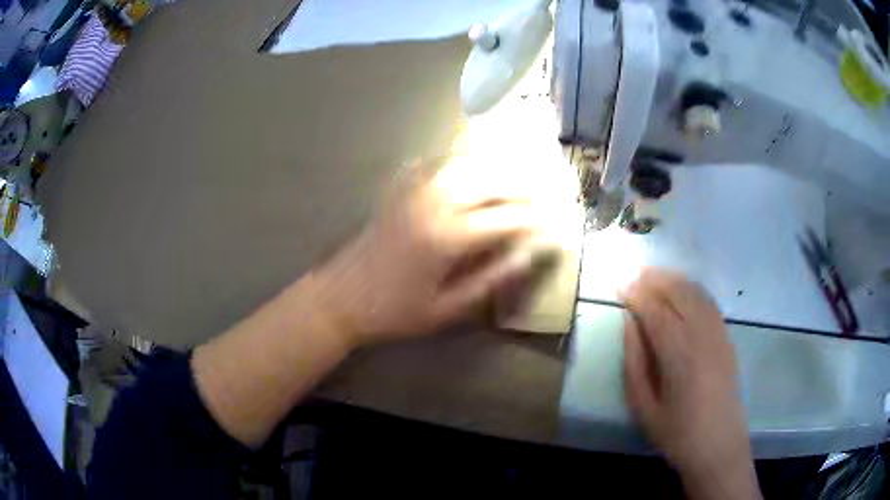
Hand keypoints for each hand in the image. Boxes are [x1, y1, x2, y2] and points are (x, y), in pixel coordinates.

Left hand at [311, 161, 553, 347]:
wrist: (340, 297)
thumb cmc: (393, 312)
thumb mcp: (445, 310)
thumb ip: (489, 280)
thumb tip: (527, 256)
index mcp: (447, 237)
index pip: (506, 219)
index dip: (535, 220)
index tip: (556, 222)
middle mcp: (433, 203)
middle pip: (489, 181)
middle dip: (523, 185)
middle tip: (546, 191)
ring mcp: (413, 191)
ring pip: (465, 165)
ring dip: (495, 168)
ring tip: (518, 177)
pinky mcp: (399, 190)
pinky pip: (435, 163)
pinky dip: (460, 162)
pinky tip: (471, 166)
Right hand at [622, 269, 760, 499]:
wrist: (719, 445)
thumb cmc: (677, 433)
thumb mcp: (644, 406)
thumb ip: (635, 361)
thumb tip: (629, 322)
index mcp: (678, 353)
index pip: (655, 309)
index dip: (636, 293)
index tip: (619, 284)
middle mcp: (702, 334)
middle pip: (677, 291)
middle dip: (654, 278)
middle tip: (633, 274)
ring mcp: (718, 332)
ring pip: (695, 292)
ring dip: (673, 279)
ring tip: (653, 276)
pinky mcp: (727, 337)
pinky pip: (708, 302)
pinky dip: (691, 289)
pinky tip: (681, 292)